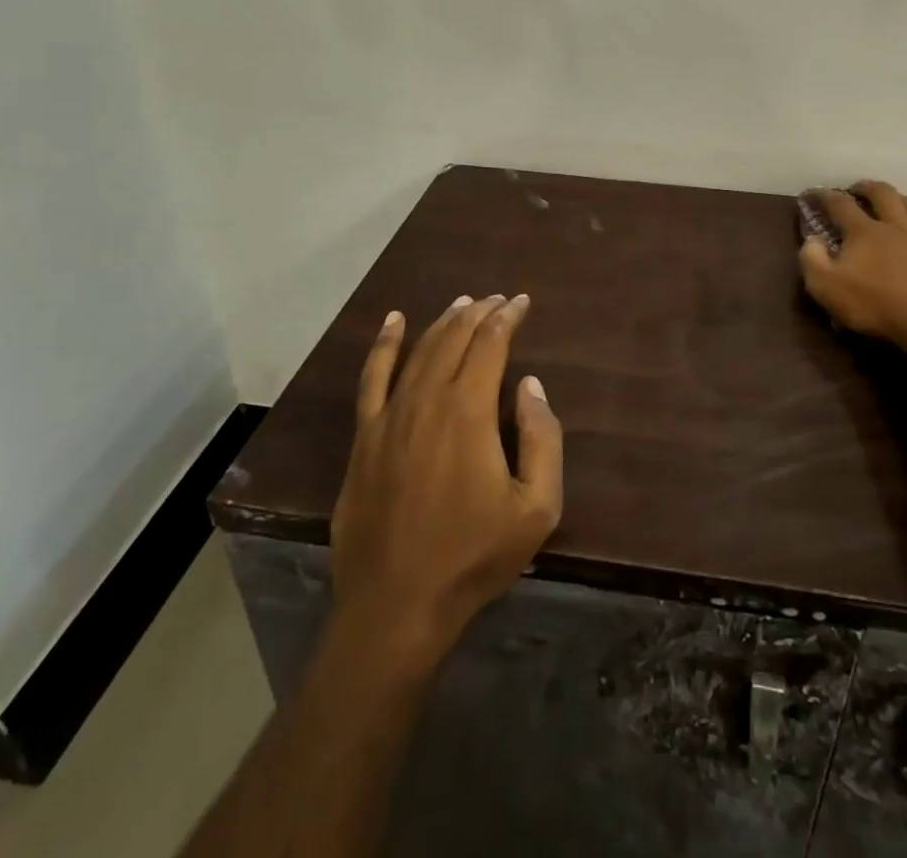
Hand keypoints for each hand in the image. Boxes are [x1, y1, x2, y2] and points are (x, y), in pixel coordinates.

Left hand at [330, 295, 562, 661]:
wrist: (396, 605)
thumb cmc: (473, 556)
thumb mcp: (536, 507)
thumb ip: (541, 437)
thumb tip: (530, 385)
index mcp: (469, 411)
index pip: (491, 344)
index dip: (507, 317)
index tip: (521, 302)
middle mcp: (427, 399)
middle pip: (454, 339)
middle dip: (480, 313)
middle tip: (498, 300)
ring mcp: (389, 416)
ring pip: (419, 350)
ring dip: (443, 322)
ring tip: (463, 303)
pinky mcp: (364, 437)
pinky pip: (372, 377)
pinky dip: (384, 345)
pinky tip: (394, 322)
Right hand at [799, 181, 906, 355]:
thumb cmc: (878, 306)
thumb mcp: (828, 289)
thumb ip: (812, 261)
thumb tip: (812, 239)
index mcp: (864, 231)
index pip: (840, 203)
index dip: (824, 195)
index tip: (814, 193)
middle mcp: (895, 224)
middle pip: (881, 192)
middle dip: (865, 187)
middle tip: (857, 190)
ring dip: (896, 199)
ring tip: (890, 204)